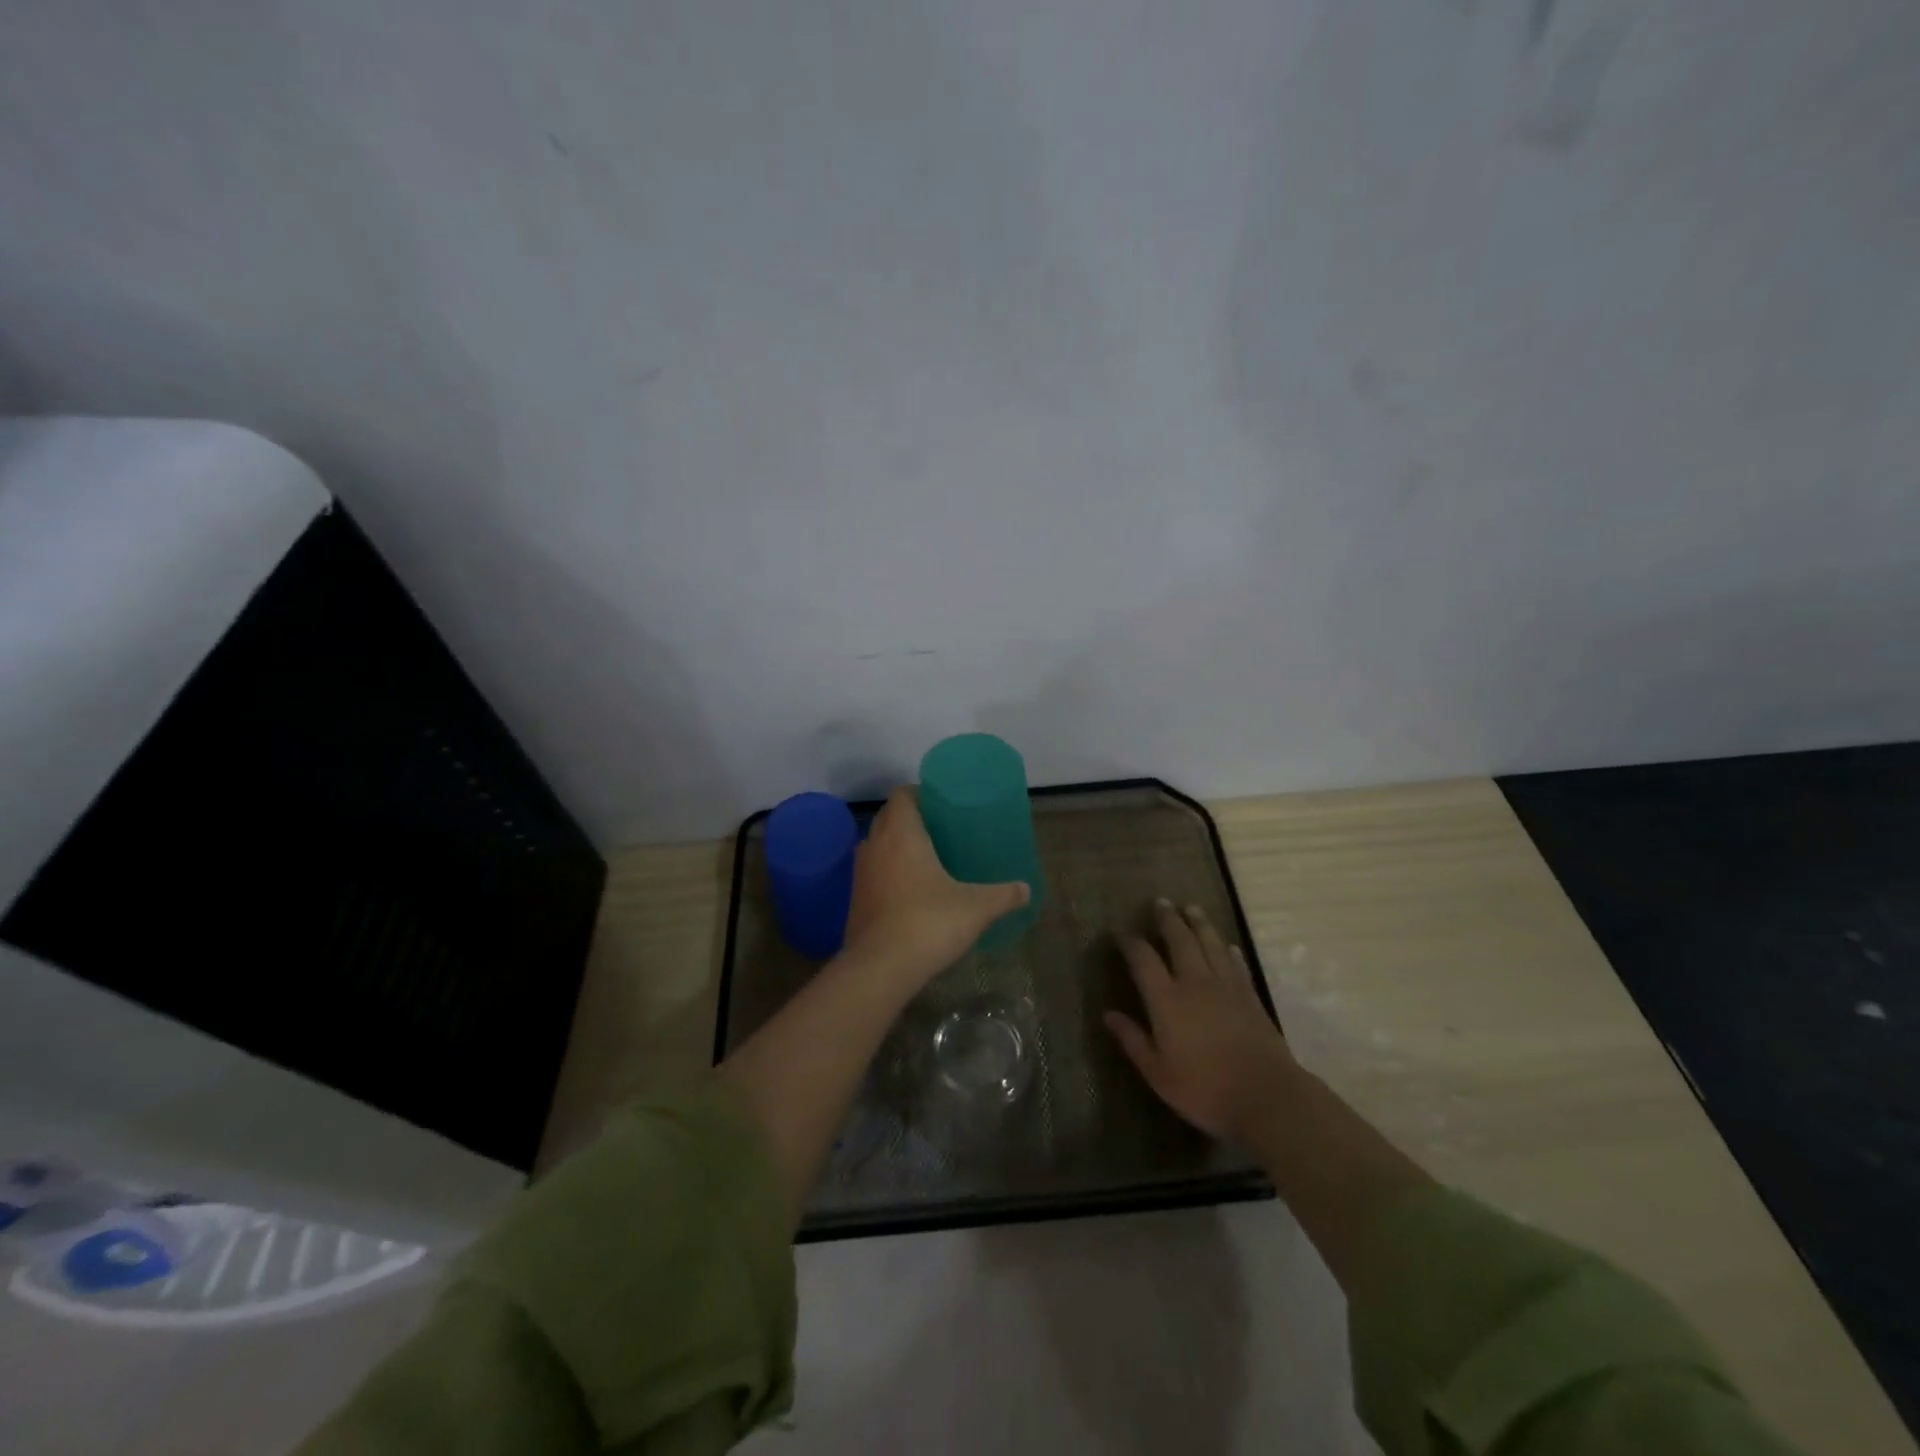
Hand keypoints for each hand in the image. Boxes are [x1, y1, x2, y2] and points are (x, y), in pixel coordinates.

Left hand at [842, 787, 1029, 987]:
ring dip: (894, 846)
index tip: (942, 806)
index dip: (919, 795)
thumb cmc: (929, 922)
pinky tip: (909, 892)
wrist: (880, 968)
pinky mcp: (854, 900)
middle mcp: (875, 845)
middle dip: (910, 819)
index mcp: (902, 833)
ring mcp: (860, 873)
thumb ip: (1003, 895)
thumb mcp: (976, 908)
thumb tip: (1026, 889)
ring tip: (925, 859)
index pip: (902, 795)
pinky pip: (871, 873)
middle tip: (940, 831)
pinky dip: (886, 874)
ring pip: (876, 845)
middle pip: (888, 817)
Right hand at [1105, 900, 1297, 1139]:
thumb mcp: (1158, 1073)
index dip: (1130, 942)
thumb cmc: (1205, 1089)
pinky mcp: (1250, 996)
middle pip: (1179, 940)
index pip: (1143, 959)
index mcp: (1167, 1000)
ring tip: (1190, 907)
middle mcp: (1195, 983)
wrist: (1267, 1096)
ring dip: (1198, 923)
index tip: (1120, 931)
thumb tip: (1108, 1015)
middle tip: (1160, 902)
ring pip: (1209, 944)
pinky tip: (1226, 944)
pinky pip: (1236, 964)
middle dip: (1168, 919)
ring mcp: (1226, 987)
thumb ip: (1133, 1040)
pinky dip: (1228, 950)